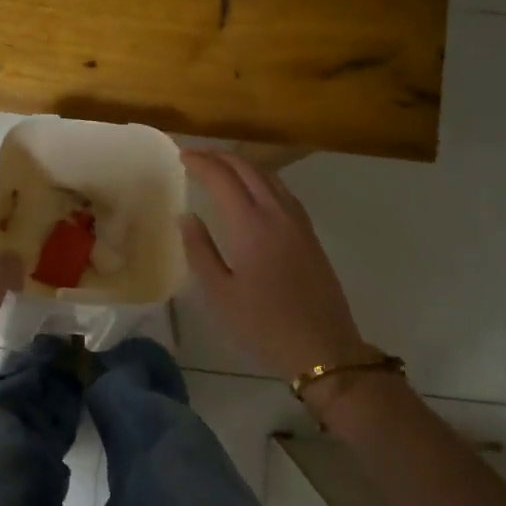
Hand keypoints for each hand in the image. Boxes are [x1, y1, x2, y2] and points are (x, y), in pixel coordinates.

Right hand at [180, 151, 372, 384]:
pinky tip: (254, 190)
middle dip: (221, 157)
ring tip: (221, 166)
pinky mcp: (310, 235)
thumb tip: (187, 216)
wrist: (323, 349)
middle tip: (196, 156)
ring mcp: (298, 222)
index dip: (201, 162)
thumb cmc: (263, 325)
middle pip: (249, 170)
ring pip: (270, 177)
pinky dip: (262, 179)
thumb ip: (200, 251)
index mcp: (251, 226)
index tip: (181, 156)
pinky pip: (283, 191)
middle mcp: (276, 214)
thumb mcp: (220, 294)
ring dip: (243, 165)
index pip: (222, 179)